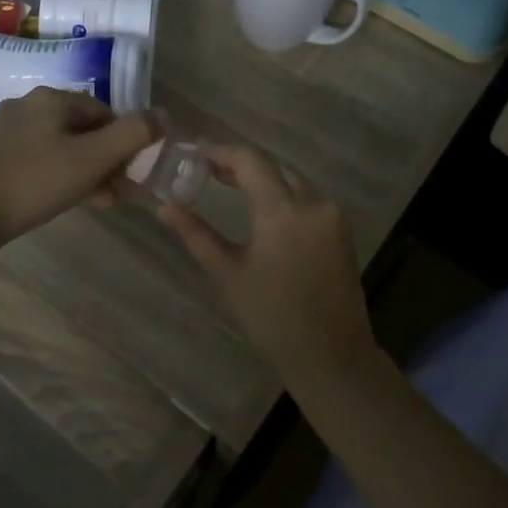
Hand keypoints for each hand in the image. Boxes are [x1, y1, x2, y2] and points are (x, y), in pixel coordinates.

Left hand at [0, 88, 158, 253]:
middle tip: (117, 195)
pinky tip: (64, 199)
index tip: (131, 177)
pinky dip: (59, 175)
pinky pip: (40, 158)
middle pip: (84, 129)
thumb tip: (166, 115)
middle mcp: (29, 105)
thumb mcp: (92, 159)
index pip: (106, 113)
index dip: (126, 144)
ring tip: (97, 202)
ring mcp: (9, 130)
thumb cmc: (36, 182)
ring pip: (63, 146)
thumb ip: (133, 135)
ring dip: (86, 171)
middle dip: (106, 161)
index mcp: (53, 98)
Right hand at [159, 143, 377, 382]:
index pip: (250, 161)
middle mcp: (314, 203)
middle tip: (206, 171)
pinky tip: (262, 208)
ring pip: (292, 181)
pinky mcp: (342, 231)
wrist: (331, 356)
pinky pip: (308, 199)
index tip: (194, 152)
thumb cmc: (272, 318)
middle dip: (239, 164)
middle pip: (273, 167)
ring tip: (228, 186)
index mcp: (284, 211)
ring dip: (262, 179)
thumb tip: (165, 207)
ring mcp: (333, 216)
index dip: (220, 151)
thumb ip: (196, 234)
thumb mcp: (228, 275)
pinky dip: (283, 195)